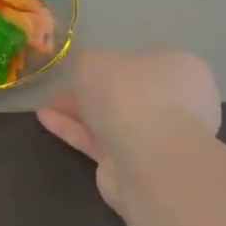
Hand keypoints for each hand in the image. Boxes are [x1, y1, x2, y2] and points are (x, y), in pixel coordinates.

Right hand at [37, 48, 220, 211]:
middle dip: (94, 91)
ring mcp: (159, 138)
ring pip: (113, 120)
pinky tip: (45, 120)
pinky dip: (74, 130)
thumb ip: (84, 61)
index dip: (115, 63)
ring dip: (80, 112)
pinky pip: (101, 142)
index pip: (147, 62)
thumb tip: (86, 68)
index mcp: (181, 70)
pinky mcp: (136, 165)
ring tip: (47, 104)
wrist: (147, 158)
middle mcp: (178, 104)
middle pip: (129, 94)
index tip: (86, 66)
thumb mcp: (92, 61)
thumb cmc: (127, 93)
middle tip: (63, 87)